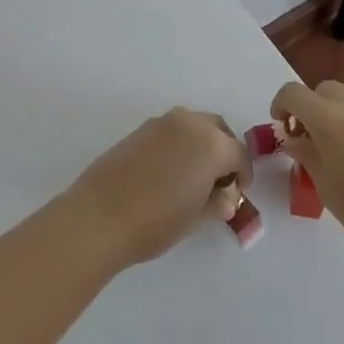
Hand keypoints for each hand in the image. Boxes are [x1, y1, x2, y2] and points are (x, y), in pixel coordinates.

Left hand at [69, 108, 251, 266]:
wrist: (100, 215)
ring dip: (201, 144)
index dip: (243, 175)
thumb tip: (226, 198)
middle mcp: (190, 123)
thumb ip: (217, 202)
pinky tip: (169, 171)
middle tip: (219, 181)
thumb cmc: (156, 221)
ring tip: (193, 176)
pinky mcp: (140, 128)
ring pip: (194, 126)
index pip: (240, 155)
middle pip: (219, 131)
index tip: (237, 193)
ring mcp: (162, 122)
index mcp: (212, 144)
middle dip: (224, 152)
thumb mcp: (196, 217)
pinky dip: (179, 143)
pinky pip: (172, 130)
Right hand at [271, 81, 343, 259]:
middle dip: (310, 109)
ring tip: (341, 154)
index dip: (280, 106)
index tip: (282, 129)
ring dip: (337, 116)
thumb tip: (295, 140)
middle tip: (310, 142)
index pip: (293, 93)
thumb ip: (307, 155)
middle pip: (323, 91)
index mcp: (330, 118)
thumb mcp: (326, 187)